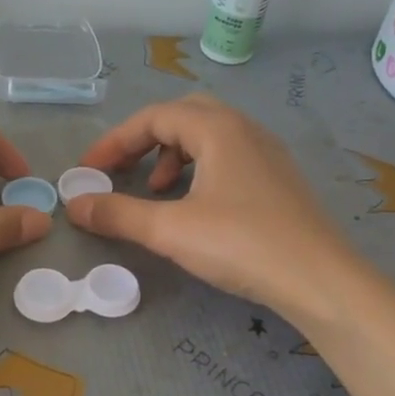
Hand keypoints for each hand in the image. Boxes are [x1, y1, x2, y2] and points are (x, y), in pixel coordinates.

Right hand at [65, 94, 358, 320]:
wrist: (319, 279)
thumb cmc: (242, 244)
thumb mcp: (171, 230)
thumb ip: (118, 214)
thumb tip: (74, 204)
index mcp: (218, 129)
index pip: (154, 117)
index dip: (114, 142)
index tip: (88, 171)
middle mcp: (245, 129)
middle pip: (183, 116)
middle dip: (145, 141)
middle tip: (123, 171)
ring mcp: (267, 154)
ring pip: (208, 137)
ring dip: (173, 156)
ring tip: (157, 192)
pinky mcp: (278, 180)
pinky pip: (228, 158)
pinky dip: (199, 171)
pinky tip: (195, 207)